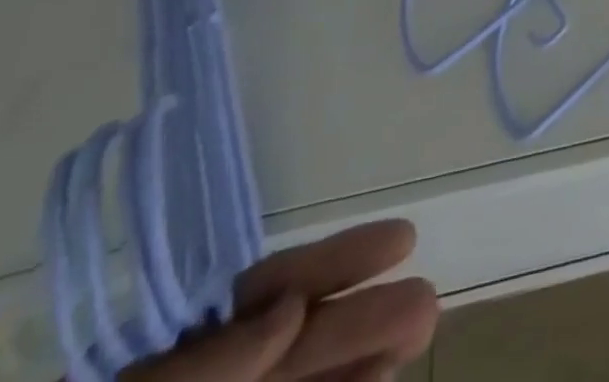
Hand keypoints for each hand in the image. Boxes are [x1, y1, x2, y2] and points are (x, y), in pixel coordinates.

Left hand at [121, 221, 437, 381]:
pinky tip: (382, 381)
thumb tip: (289, 307)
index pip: (264, 290)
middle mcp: (218, 377)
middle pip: (299, 337)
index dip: (331, 261)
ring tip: (420, 332)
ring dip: (367, 354)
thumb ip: (213, 361)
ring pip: (311, 376)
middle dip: (365, 314)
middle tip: (427, 303)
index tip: (401, 240)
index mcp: (181, 355)